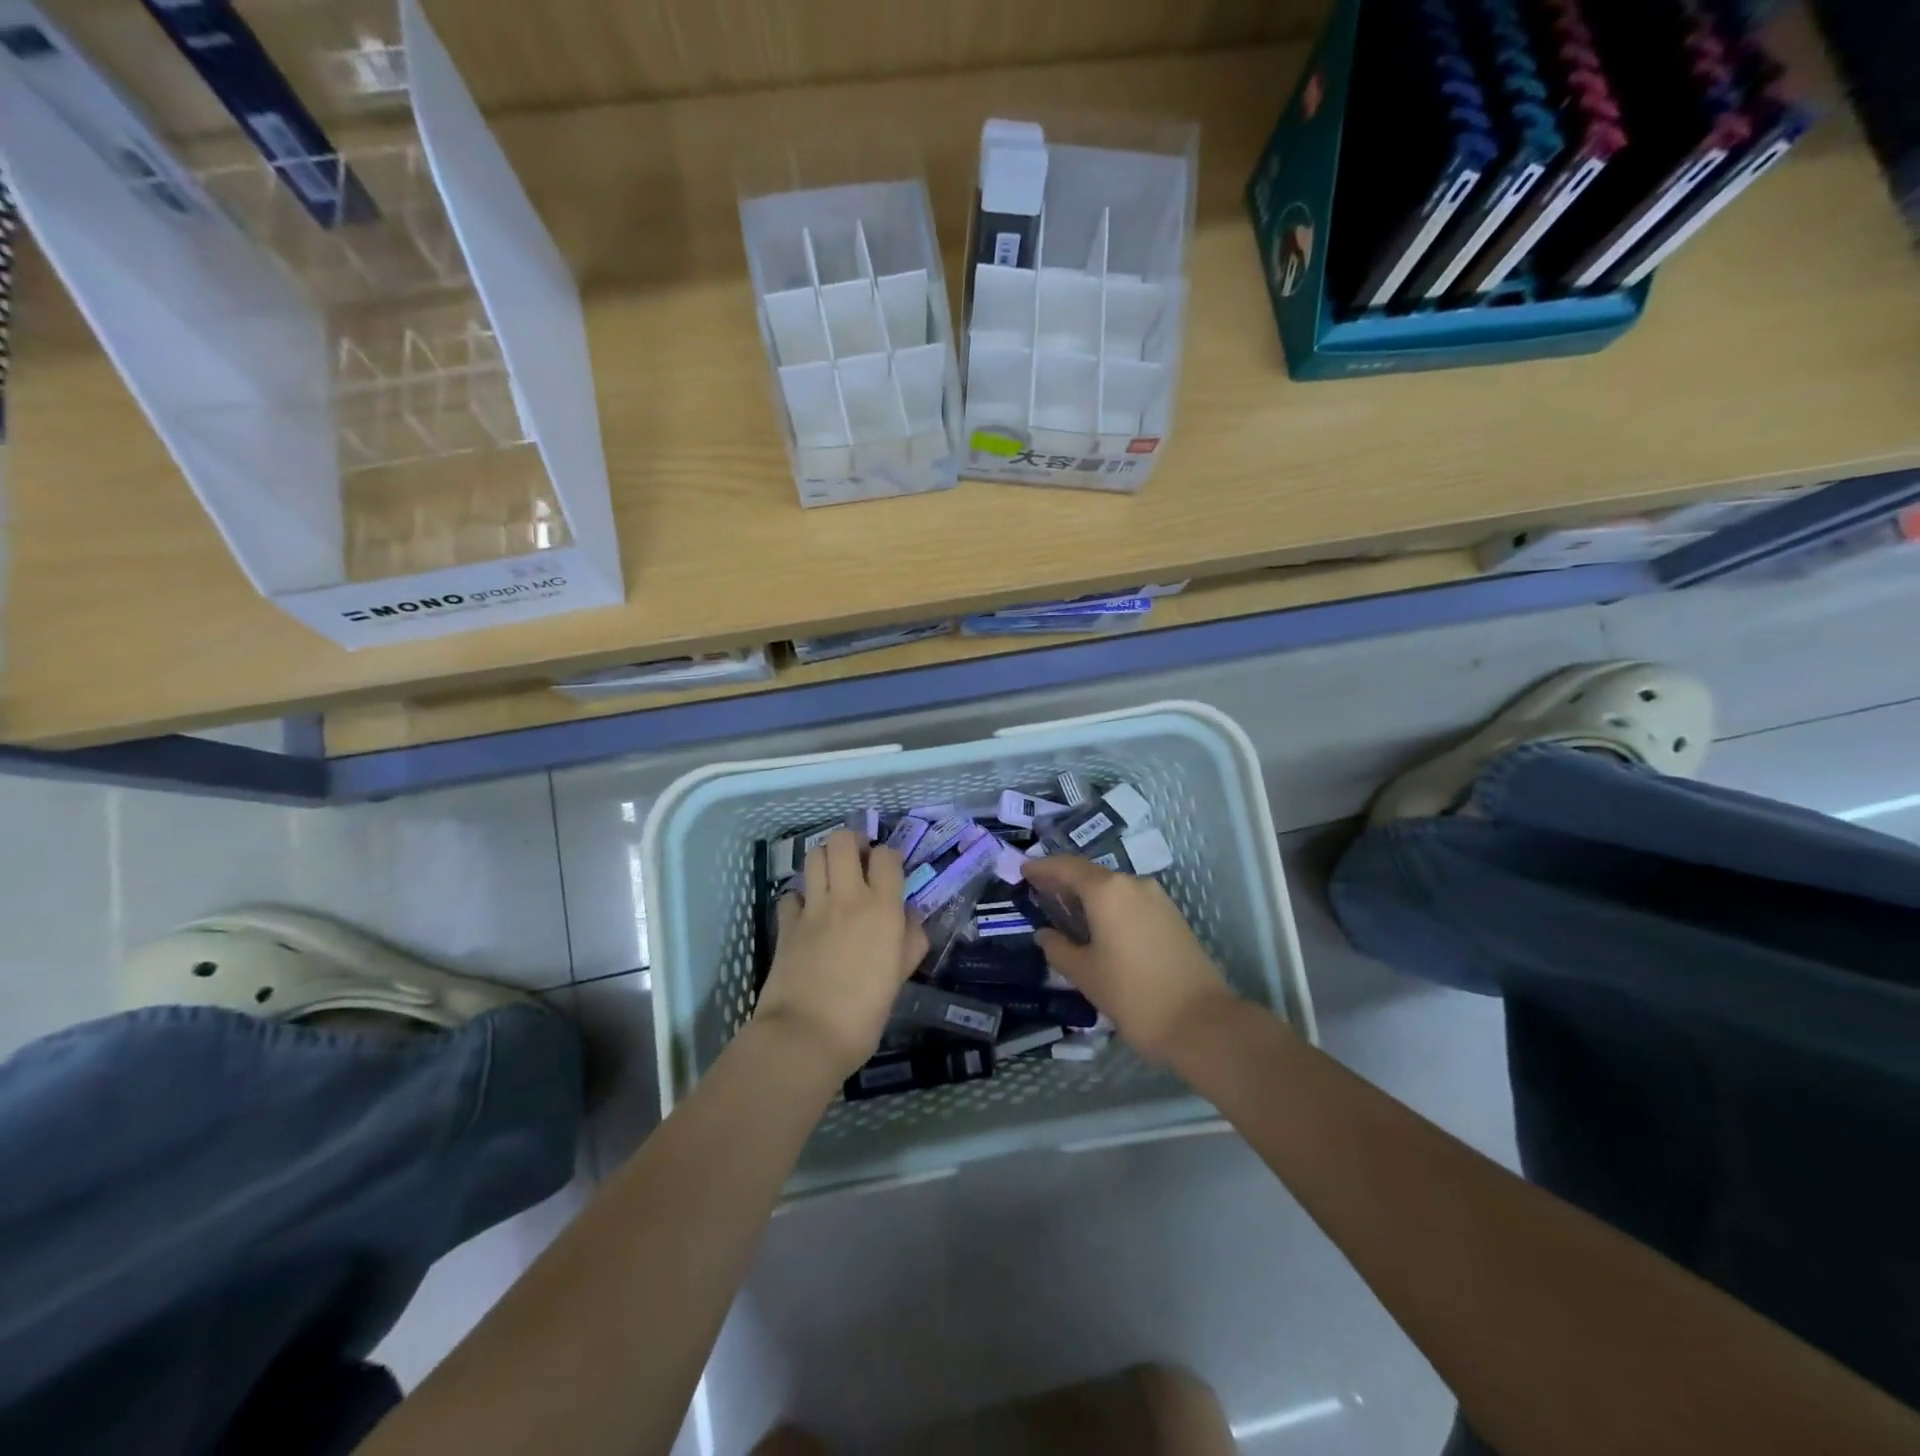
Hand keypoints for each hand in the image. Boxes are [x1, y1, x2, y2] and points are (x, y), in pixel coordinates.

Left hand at [754, 830, 927, 1080]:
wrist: (806, 1035)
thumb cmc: (864, 1013)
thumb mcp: (900, 977)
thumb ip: (910, 941)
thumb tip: (911, 916)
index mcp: (882, 908)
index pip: (887, 856)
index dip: (888, 857)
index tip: (889, 871)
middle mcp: (847, 897)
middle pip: (843, 841)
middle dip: (852, 842)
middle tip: (858, 861)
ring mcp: (812, 909)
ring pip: (813, 857)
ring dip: (824, 860)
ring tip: (833, 879)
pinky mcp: (786, 925)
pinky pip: (791, 895)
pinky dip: (799, 898)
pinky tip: (807, 913)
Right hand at [1021, 854, 1237, 1064]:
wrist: (1202, 1022)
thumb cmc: (1133, 995)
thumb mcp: (1085, 974)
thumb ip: (1059, 948)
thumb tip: (1045, 934)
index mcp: (1107, 891)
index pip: (1066, 867)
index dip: (1042, 867)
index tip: (1023, 871)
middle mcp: (1133, 884)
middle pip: (1091, 873)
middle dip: (1064, 881)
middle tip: (1040, 892)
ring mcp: (1157, 898)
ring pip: (1113, 887)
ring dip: (1088, 894)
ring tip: (1067, 912)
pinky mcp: (1172, 916)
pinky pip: (1131, 900)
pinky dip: (1109, 906)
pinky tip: (1099, 926)